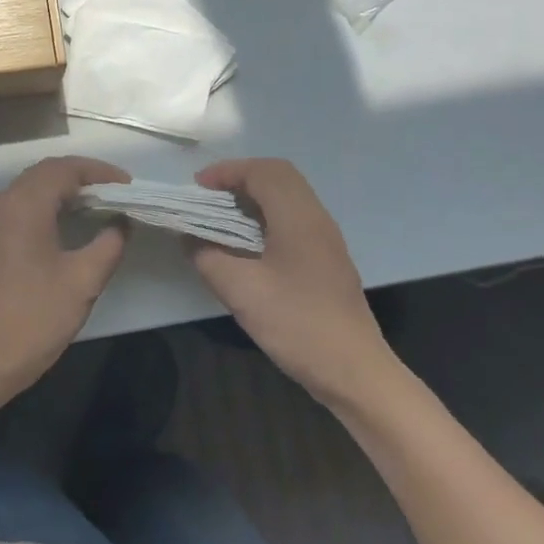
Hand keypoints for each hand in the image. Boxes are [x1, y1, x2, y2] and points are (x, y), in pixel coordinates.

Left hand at [0, 157, 131, 398]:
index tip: (127, 185)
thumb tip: (122, 223)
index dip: (98, 171)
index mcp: (26, 206)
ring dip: (62, 189)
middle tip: (114, 191)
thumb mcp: (84, 281)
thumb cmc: (36, 317)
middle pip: (45, 172)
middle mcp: (5, 205)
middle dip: (81, 175)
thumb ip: (109, 244)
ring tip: (95, 204)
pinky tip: (66, 225)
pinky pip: (20, 207)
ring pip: (30, 188)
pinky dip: (46, 204)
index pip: (64, 169)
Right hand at [189, 158, 403, 412]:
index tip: (196, 188)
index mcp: (298, 217)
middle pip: (279, 175)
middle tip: (208, 197)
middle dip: (240, 177)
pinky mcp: (327, 259)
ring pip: (288, 196)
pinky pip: (294, 218)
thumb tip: (188, 237)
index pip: (263, 171)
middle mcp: (316, 218)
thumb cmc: (297, 324)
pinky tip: (247, 243)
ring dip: (254, 196)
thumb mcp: (241, 291)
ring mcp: (326, 239)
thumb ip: (207, 257)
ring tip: (221, 216)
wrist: (354, 372)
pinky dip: (266, 215)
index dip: (227, 171)